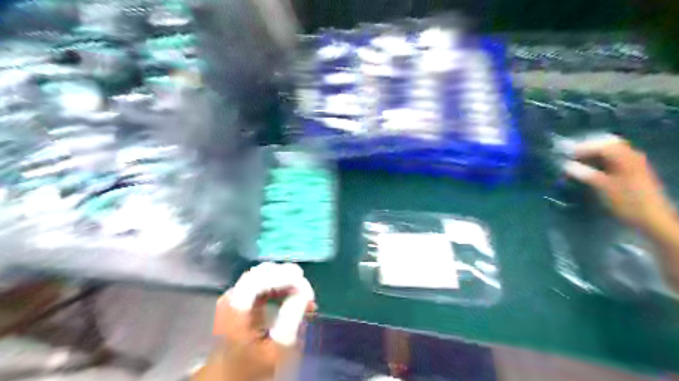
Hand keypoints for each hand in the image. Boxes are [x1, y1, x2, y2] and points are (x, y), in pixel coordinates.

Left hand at [196, 263, 315, 380]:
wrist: (228, 378)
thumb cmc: (252, 367)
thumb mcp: (276, 350)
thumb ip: (291, 319)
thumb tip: (304, 293)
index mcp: (236, 307)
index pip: (262, 278)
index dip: (286, 277)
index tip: (307, 289)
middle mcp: (232, 296)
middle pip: (263, 273)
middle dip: (289, 279)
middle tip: (308, 294)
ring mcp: (235, 296)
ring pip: (264, 276)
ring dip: (287, 283)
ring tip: (306, 299)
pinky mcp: (240, 299)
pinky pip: (263, 284)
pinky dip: (280, 289)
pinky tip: (295, 300)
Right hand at [564, 134, 672, 231]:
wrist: (652, 218)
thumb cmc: (627, 202)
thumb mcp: (603, 187)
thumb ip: (584, 174)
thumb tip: (565, 165)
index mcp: (625, 157)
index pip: (601, 145)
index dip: (581, 148)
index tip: (565, 154)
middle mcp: (631, 156)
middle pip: (607, 145)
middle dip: (588, 148)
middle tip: (570, 156)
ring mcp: (633, 164)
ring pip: (610, 152)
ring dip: (593, 155)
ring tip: (577, 162)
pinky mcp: (632, 172)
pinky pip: (614, 160)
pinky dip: (600, 161)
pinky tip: (590, 168)